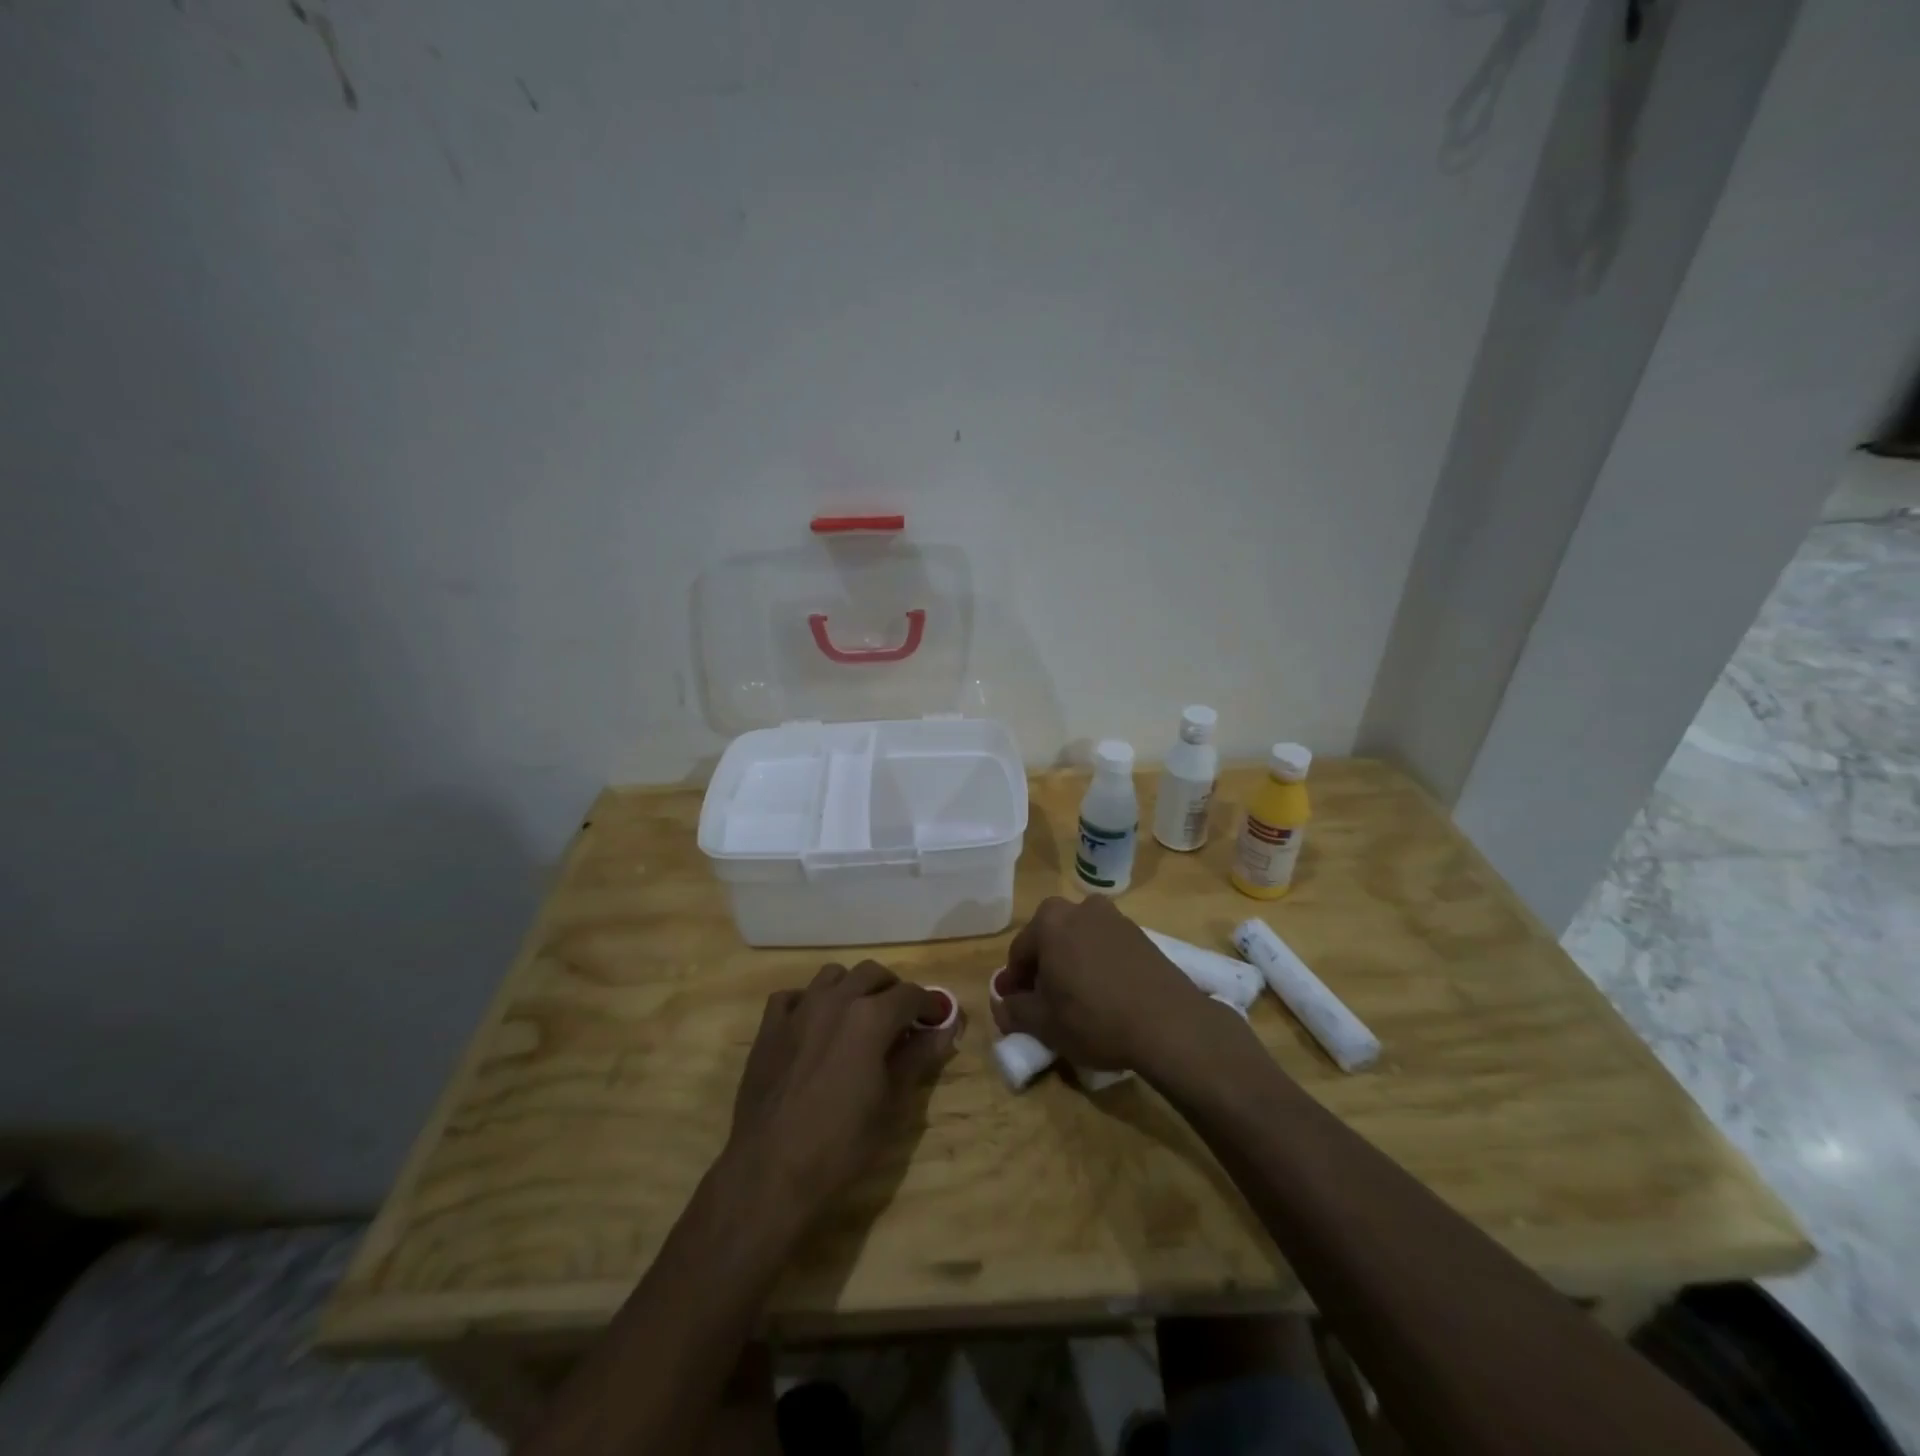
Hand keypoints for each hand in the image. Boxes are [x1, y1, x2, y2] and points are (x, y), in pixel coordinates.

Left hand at [726, 961, 962, 1220]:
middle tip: (901, 1021)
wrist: (770, 1172)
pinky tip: (814, 1027)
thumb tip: (945, 1028)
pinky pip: (793, 996)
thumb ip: (918, 1057)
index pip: (911, 994)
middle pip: (872, 973)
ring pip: (833, 975)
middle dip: (892, 990)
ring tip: (859, 1019)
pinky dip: (809, 1001)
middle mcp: (836, 999)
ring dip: (852, 988)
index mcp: (871, 1017)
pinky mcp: (769, 1027)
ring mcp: (798, 1010)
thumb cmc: (841, 1144)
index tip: (937, 1021)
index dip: (930, 1005)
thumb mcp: (892, 1104)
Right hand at [991, 896, 1214, 1077]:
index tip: (1016, 1007)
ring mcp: (1115, 918)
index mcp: (1049, 921)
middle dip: (1043, 968)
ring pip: (1080, 941)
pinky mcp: (1142, 935)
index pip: (1019, 952)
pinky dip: (1099, 965)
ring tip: (1078, 1001)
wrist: (1169, 1024)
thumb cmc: (1093, 1018)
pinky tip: (1106, 996)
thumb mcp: (1043, 1023)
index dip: (1014, 983)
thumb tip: (1002, 1004)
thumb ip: (1013, 1010)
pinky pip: (1107, 947)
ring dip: (1072, 964)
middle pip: (1050, 939)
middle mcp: (1081, 908)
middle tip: (1045, 1003)